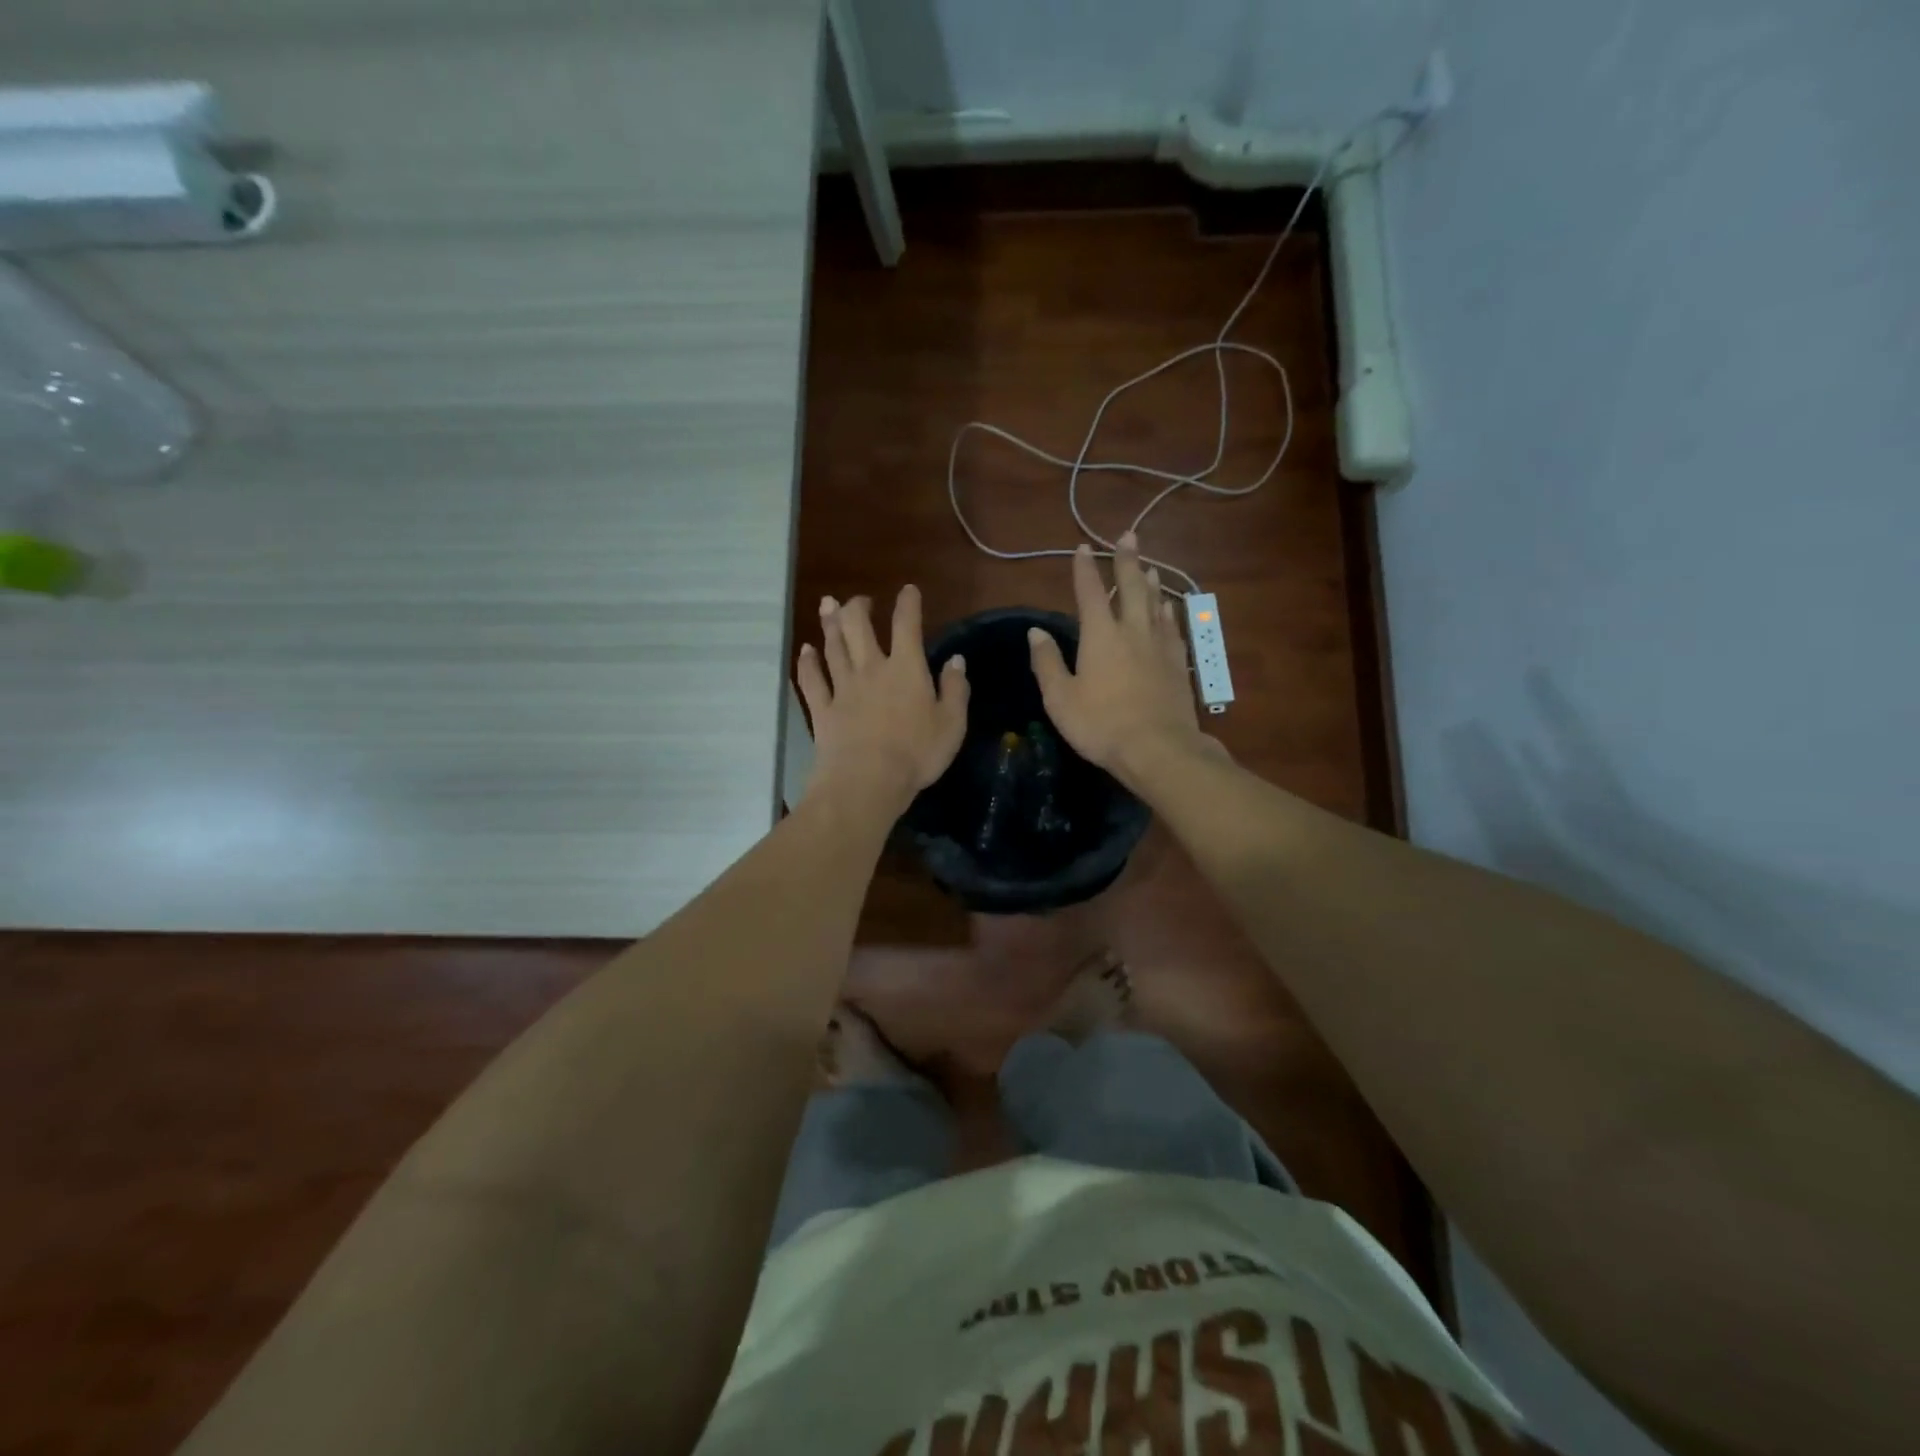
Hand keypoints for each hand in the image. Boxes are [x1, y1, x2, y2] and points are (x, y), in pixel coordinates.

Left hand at [796, 586, 968, 815]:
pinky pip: (811, 680)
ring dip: (830, 624)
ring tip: (827, 606)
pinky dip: (807, 663)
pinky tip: (805, 651)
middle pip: (859, 627)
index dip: (908, 604)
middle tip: (859, 600)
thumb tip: (956, 660)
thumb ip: (954, 689)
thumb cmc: (917, 754)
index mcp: (906, 669)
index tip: (908, 590)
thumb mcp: (951, 724)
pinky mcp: (822, 709)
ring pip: (833, 647)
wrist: (867, 781)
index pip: (907, 625)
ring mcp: (842, 688)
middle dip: (858, 607)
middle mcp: (871, 669)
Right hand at [1027, 535, 1210, 786]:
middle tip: (1128, 536)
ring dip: (1150, 582)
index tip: (1082, 547)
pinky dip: (1169, 612)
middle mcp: (1132, 631)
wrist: (1158, 749)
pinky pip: (1173, 628)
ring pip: (1156, 604)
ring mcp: (1160, 647)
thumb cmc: (1101, 725)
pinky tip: (1170, 608)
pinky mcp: (1178, 665)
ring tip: (1149, 567)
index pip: (1090, 593)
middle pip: (1131, 588)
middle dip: (1127, 561)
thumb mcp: (1061, 698)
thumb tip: (1036, 632)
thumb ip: (1048, 663)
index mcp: (1100, 636)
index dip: (1084, 569)